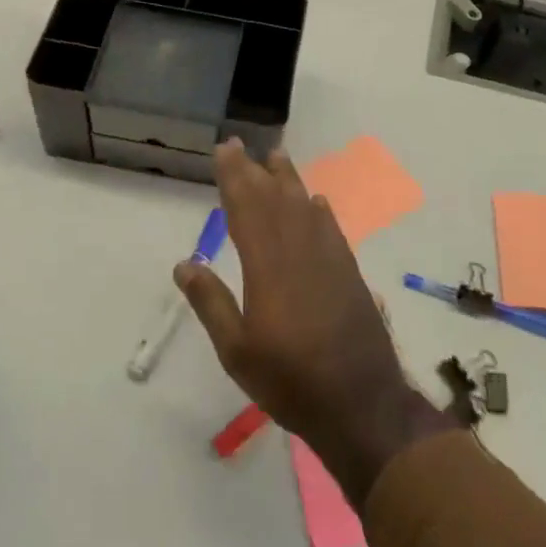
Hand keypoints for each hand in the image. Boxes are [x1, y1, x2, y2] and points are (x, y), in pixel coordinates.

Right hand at [175, 141, 451, 505]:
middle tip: (240, 144)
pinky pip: (331, 228)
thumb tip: (184, 263)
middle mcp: (299, 251)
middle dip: (255, 170)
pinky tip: (316, 201)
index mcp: (267, 266)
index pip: (246, 209)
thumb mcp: (237, 352)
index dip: (234, 177)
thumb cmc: (290, 380)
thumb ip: (211, 303)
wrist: (361, 402)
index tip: (224, 150)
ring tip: (276, 156)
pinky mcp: (349, 272)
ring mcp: (329, 259)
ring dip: (289, 179)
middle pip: (274, 200)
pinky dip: (320, 210)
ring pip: (304, 206)